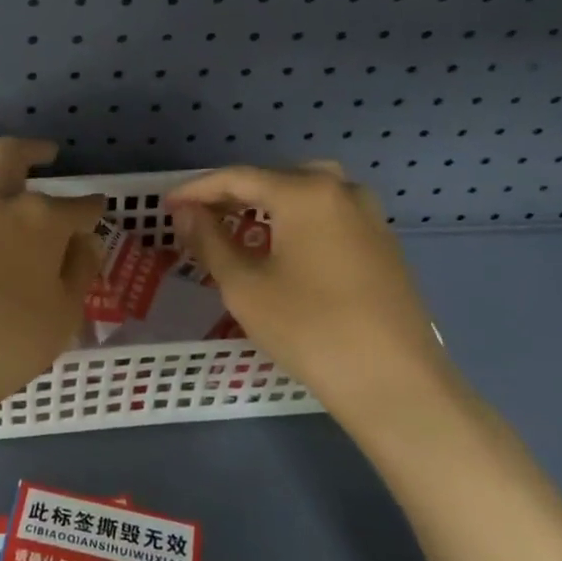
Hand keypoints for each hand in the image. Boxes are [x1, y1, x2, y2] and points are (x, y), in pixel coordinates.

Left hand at [0, 139, 102, 434]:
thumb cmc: (3, 343)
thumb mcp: (61, 317)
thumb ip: (78, 273)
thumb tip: (85, 242)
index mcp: (40, 220)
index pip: (76, 207)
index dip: (91, 208)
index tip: (98, 207)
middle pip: (14, 156)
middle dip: (35, 150)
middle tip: (49, 153)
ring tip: (2, 158)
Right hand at [168, 164, 450, 415]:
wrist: (395, 382)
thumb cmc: (309, 329)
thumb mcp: (244, 286)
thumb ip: (210, 241)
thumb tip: (186, 212)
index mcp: (305, 192)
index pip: (238, 178)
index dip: (197, 189)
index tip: (167, 204)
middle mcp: (341, 190)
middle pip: (275, 178)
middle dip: (234, 194)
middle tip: (201, 217)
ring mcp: (369, 215)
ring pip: (307, 193)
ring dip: (269, 204)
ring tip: (240, 229)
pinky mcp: (383, 243)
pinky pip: (330, 214)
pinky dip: (299, 220)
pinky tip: (284, 249)